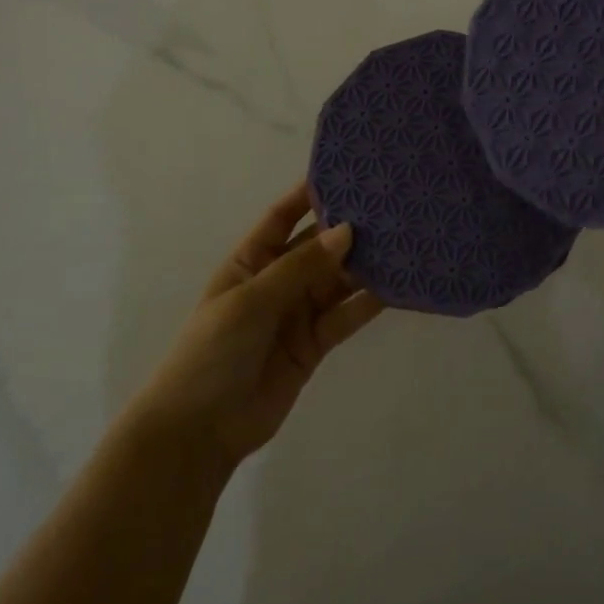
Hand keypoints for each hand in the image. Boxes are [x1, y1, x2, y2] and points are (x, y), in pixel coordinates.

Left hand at [132, 184, 383, 473]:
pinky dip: (369, 301)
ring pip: (338, 279)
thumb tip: (346, 231)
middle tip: (391, 204)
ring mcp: (298, 312)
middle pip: (318, 246)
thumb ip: (300, 267)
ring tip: (404, 239)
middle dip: (348, 227)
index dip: (310, 193)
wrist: (199, 432)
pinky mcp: (315, 343)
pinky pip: (346, 314)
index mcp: (251, 260)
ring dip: (365, 263)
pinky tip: (398, 285)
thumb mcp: (251, 301)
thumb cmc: (212, 352)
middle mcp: (277, 280)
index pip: (283, 216)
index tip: (347, 171)